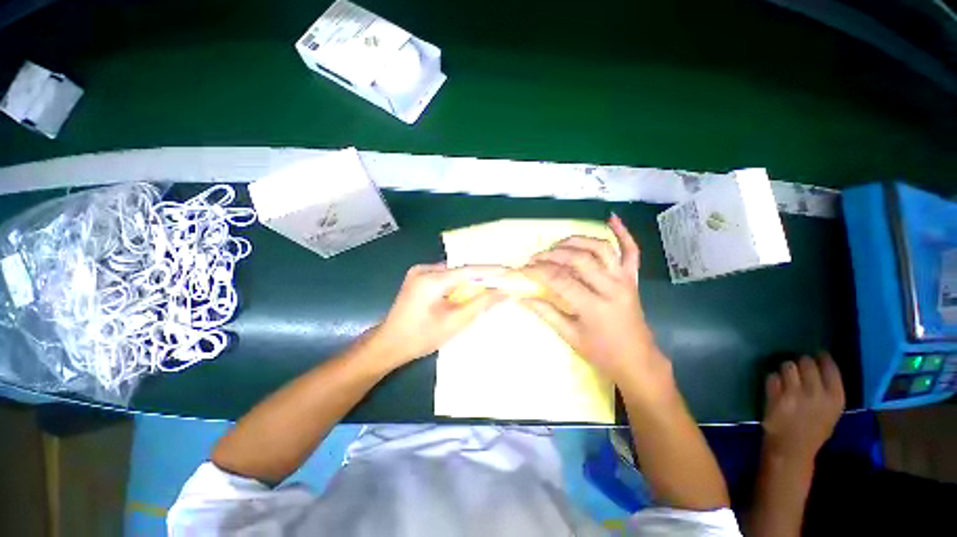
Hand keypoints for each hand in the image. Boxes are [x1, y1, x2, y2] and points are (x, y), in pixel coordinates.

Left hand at [369, 263, 508, 370]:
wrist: (388, 344)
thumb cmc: (421, 337)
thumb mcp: (455, 322)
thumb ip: (481, 304)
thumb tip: (504, 292)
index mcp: (432, 279)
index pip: (469, 270)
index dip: (491, 271)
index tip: (510, 272)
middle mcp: (424, 269)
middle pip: (461, 270)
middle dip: (481, 278)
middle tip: (500, 284)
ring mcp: (418, 272)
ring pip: (453, 273)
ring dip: (468, 281)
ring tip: (486, 290)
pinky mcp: (417, 277)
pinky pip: (444, 276)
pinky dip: (456, 284)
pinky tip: (463, 293)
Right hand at [520, 214, 664, 385]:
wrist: (637, 360)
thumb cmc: (602, 353)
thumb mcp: (570, 336)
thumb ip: (546, 313)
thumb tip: (522, 297)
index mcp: (594, 307)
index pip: (560, 280)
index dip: (538, 272)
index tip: (523, 268)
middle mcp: (611, 288)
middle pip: (579, 259)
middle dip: (553, 254)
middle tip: (536, 257)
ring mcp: (625, 280)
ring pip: (601, 249)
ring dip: (577, 241)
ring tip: (558, 244)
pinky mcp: (633, 278)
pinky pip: (631, 251)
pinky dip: (623, 233)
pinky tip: (612, 218)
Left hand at [762, 353, 844, 462]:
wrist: (792, 448)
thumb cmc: (814, 430)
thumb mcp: (832, 411)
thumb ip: (828, 389)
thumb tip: (821, 364)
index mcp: (835, 397)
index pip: (829, 366)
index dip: (821, 358)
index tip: (817, 355)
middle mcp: (816, 393)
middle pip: (806, 361)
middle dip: (801, 363)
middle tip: (799, 369)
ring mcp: (795, 394)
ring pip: (787, 365)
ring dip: (785, 369)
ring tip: (787, 378)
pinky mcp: (775, 396)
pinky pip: (772, 376)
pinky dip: (773, 380)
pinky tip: (776, 388)